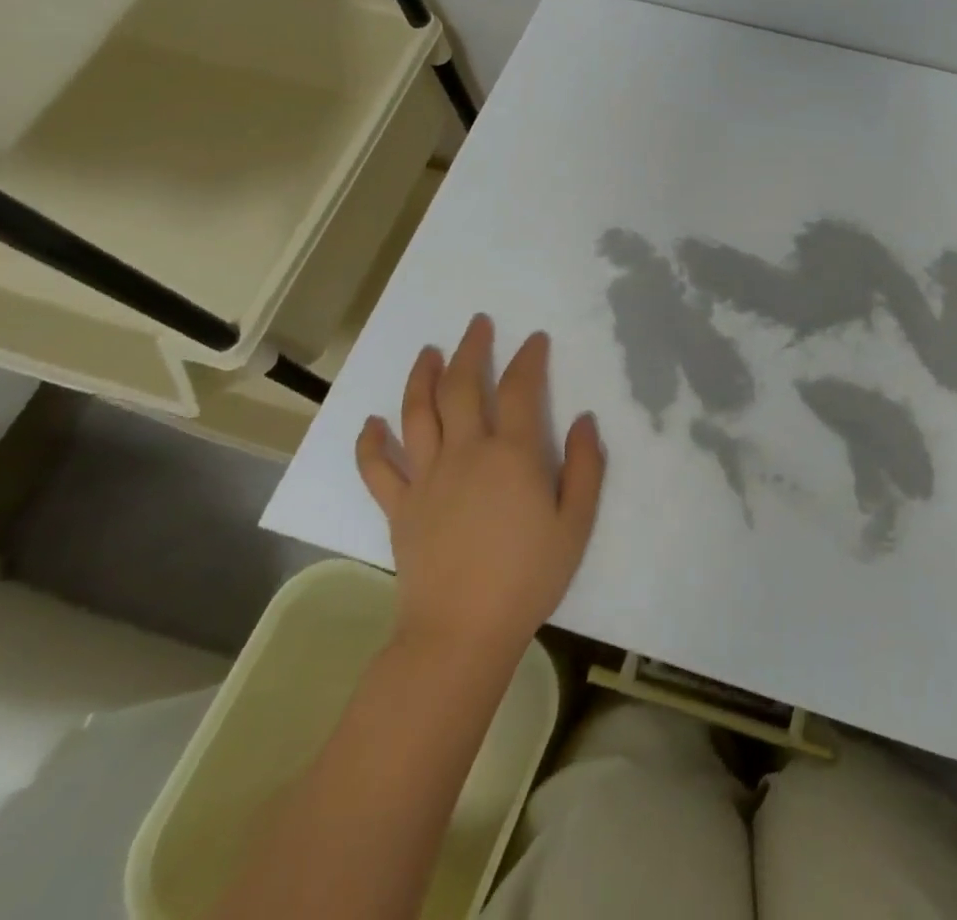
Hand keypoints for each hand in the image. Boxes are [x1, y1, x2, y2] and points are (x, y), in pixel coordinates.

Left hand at [355, 314, 605, 667]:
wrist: (460, 632)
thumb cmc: (527, 578)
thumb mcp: (575, 524)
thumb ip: (585, 467)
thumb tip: (585, 420)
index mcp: (513, 454)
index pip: (522, 389)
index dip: (529, 358)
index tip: (535, 339)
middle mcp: (466, 452)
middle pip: (465, 386)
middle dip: (473, 349)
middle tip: (478, 324)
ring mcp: (426, 477)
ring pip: (418, 412)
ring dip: (423, 376)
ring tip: (429, 352)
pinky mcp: (399, 505)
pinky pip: (378, 466)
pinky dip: (371, 441)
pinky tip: (372, 422)